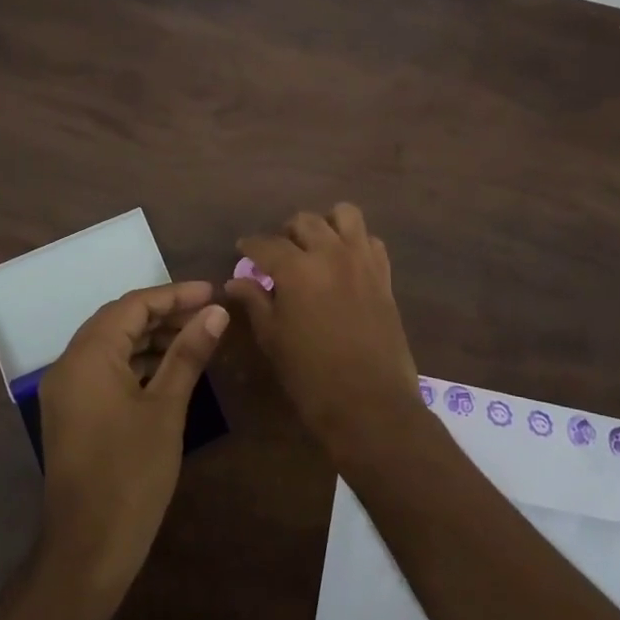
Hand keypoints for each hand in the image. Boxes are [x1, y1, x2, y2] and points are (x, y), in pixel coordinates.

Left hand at [36, 281, 227, 596]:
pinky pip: (104, 370)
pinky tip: (169, 370)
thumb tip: (216, 312)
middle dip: (164, 313)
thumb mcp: (166, 408)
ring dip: (151, 338)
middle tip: (208, 314)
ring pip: (111, 345)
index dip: (175, 295)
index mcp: (88, 355)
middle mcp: (69, 364)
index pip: (133, 305)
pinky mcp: (71, 412)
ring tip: (196, 339)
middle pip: (119, 321)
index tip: (213, 292)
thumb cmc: (132, 474)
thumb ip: (188, 353)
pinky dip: (136, 363)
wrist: (88, 549)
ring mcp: (66, 390)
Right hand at [223, 204, 421, 454]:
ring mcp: (362, 261)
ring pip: (344, 215)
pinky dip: (355, 242)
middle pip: (305, 221)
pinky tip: (345, 263)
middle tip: (278, 255)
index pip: (266, 244)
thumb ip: (254, 302)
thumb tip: (236, 281)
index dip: (250, 245)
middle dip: (286, 233)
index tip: (242, 250)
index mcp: (296, 268)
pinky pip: (371, 241)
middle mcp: (330, 253)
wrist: (370, 404)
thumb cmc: (311, 376)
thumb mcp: (273, 339)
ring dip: (326, 225)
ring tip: (315, 248)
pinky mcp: (384, 276)